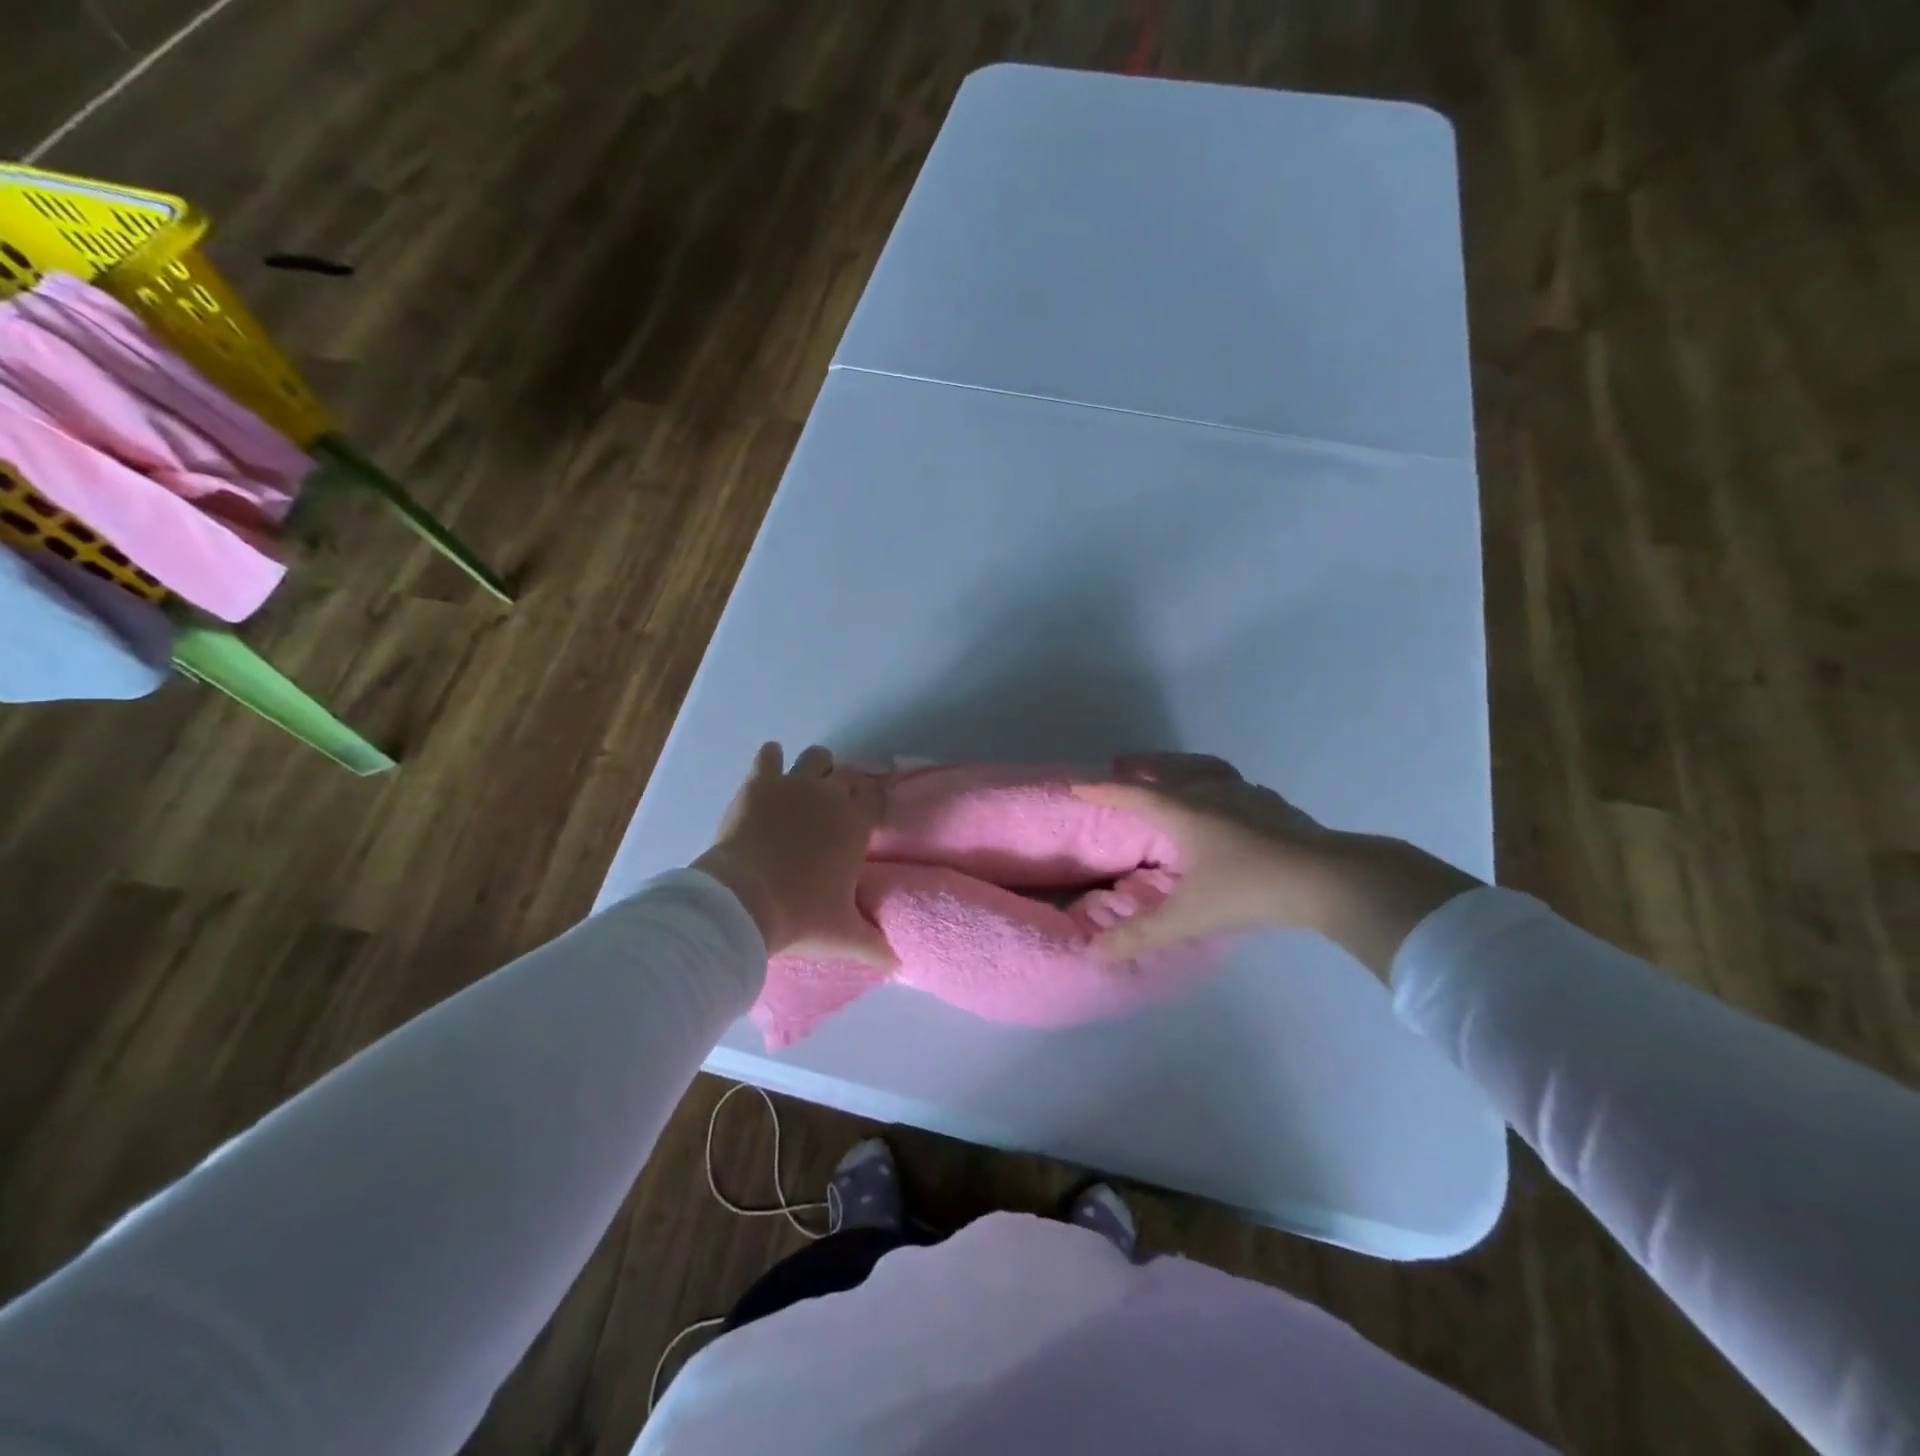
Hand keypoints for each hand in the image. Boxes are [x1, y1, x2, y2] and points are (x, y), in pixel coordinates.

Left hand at [693, 744, 895, 966]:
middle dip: (845, 786)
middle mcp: (830, 796)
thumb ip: (874, 946)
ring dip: (816, 767)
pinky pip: (769, 756)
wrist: (744, 901)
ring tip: (806, 786)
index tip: (867, 811)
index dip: (874, 800)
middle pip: (848, 775)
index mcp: (856, 825)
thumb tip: (900, 967)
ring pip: (816, 756)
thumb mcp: (843, 936)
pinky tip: (769, 767)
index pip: (877, 797)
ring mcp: (793, 785)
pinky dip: (770, 759)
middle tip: (835, 807)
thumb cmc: (801, 915)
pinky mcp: (758, 784)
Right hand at [1073, 753, 1483, 980]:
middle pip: (1169, 769)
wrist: (1328, 878)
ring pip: (1205, 769)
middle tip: (1124, 763)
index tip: (1079, 785)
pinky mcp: (1276, 806)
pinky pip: (1234, 784)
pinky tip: (1228, 802)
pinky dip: (1217, 784)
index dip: (1103, 790)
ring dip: (1182, 767)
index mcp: (1184, 812)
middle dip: (1142, 766)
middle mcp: (1211, 793)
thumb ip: (1141, 936)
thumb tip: (1093, 955)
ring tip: (1174, 773)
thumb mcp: (1188, 918)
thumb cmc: (1249, 890)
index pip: (1133, 794)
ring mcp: (1247, 796)